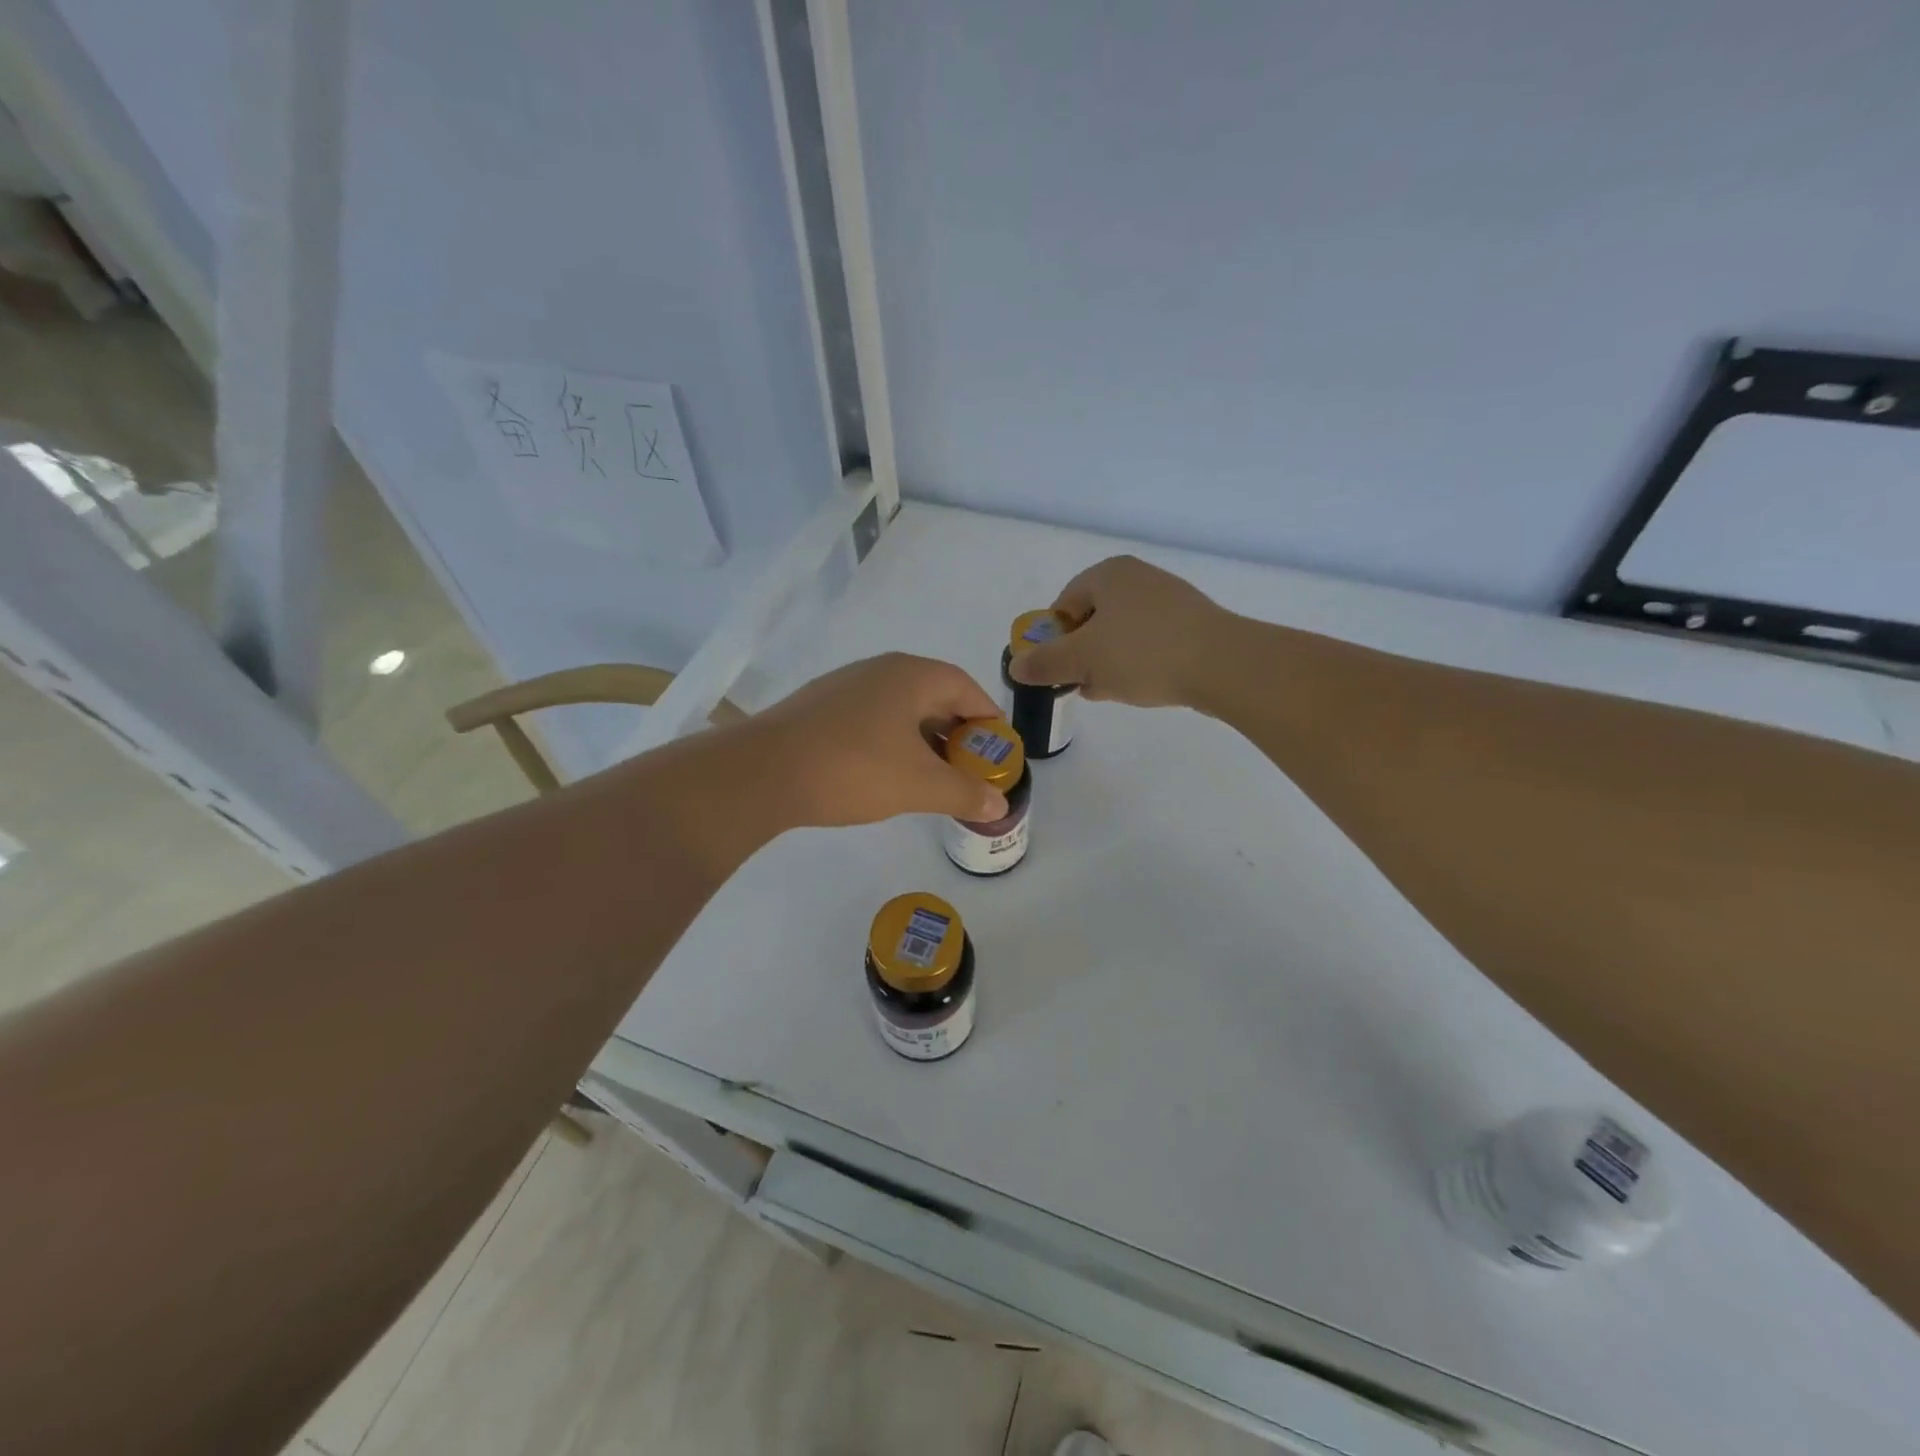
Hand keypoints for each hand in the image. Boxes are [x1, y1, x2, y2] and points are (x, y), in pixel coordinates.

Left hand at [747, 653, 1008, 827]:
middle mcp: (879, 671)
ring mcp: (845, 687)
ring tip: (934, 777)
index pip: (966, 687)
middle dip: (957, 732)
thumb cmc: (854, 768)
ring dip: (924, 740)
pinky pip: (872, 719)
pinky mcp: (820, 709)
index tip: (999, 750)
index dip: (988, 718)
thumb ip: (965, 792)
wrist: (763, 772)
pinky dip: (892, 742)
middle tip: (970, 768)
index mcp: (911, 675)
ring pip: (900, 709)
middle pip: (934, 695)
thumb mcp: (920, 785)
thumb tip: (999, 803)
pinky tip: (888, 774)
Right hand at [1007, 555, 1232, 707]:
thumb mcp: (1082, 661)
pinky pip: (1150, 641)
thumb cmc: (1141, 653)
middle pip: (1092, 619)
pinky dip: (1139, 662)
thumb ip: (1045, 663)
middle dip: (1082, 654)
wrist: (1222, 664)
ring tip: (1112, 690)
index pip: (1063, 604)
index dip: (1054, 639)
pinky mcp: (1192, 623)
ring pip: (1121, 633)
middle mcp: (1138, 577)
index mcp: (1108, 574)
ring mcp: (1169, 598)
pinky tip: (1141, 687)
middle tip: (1083, 683)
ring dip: (1108, 663)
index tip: (1058, 669)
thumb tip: (1016, 666)